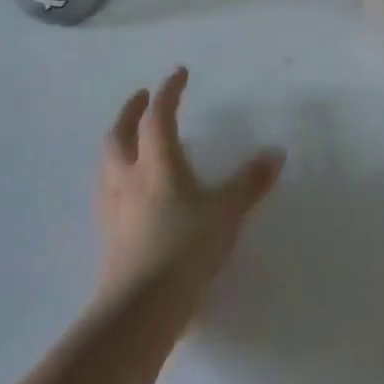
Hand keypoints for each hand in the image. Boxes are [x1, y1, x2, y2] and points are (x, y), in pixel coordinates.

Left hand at [97, 67, 283, 299]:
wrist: (140, 310)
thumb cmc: (186, 249)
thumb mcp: (227, 212)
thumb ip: (250, 182)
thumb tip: (276, 152)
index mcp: (157, 163)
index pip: (158, 116)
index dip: (169, 91)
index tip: (178, 73)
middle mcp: (130, 178)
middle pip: (120, 134)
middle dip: (131, 111)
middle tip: (142, 97)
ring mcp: (114, 209)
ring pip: (107, 163)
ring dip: (118, 142)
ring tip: (131, 139)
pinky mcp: (109, 237)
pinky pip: (108, 192)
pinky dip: (117, 176)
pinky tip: (129, 190)